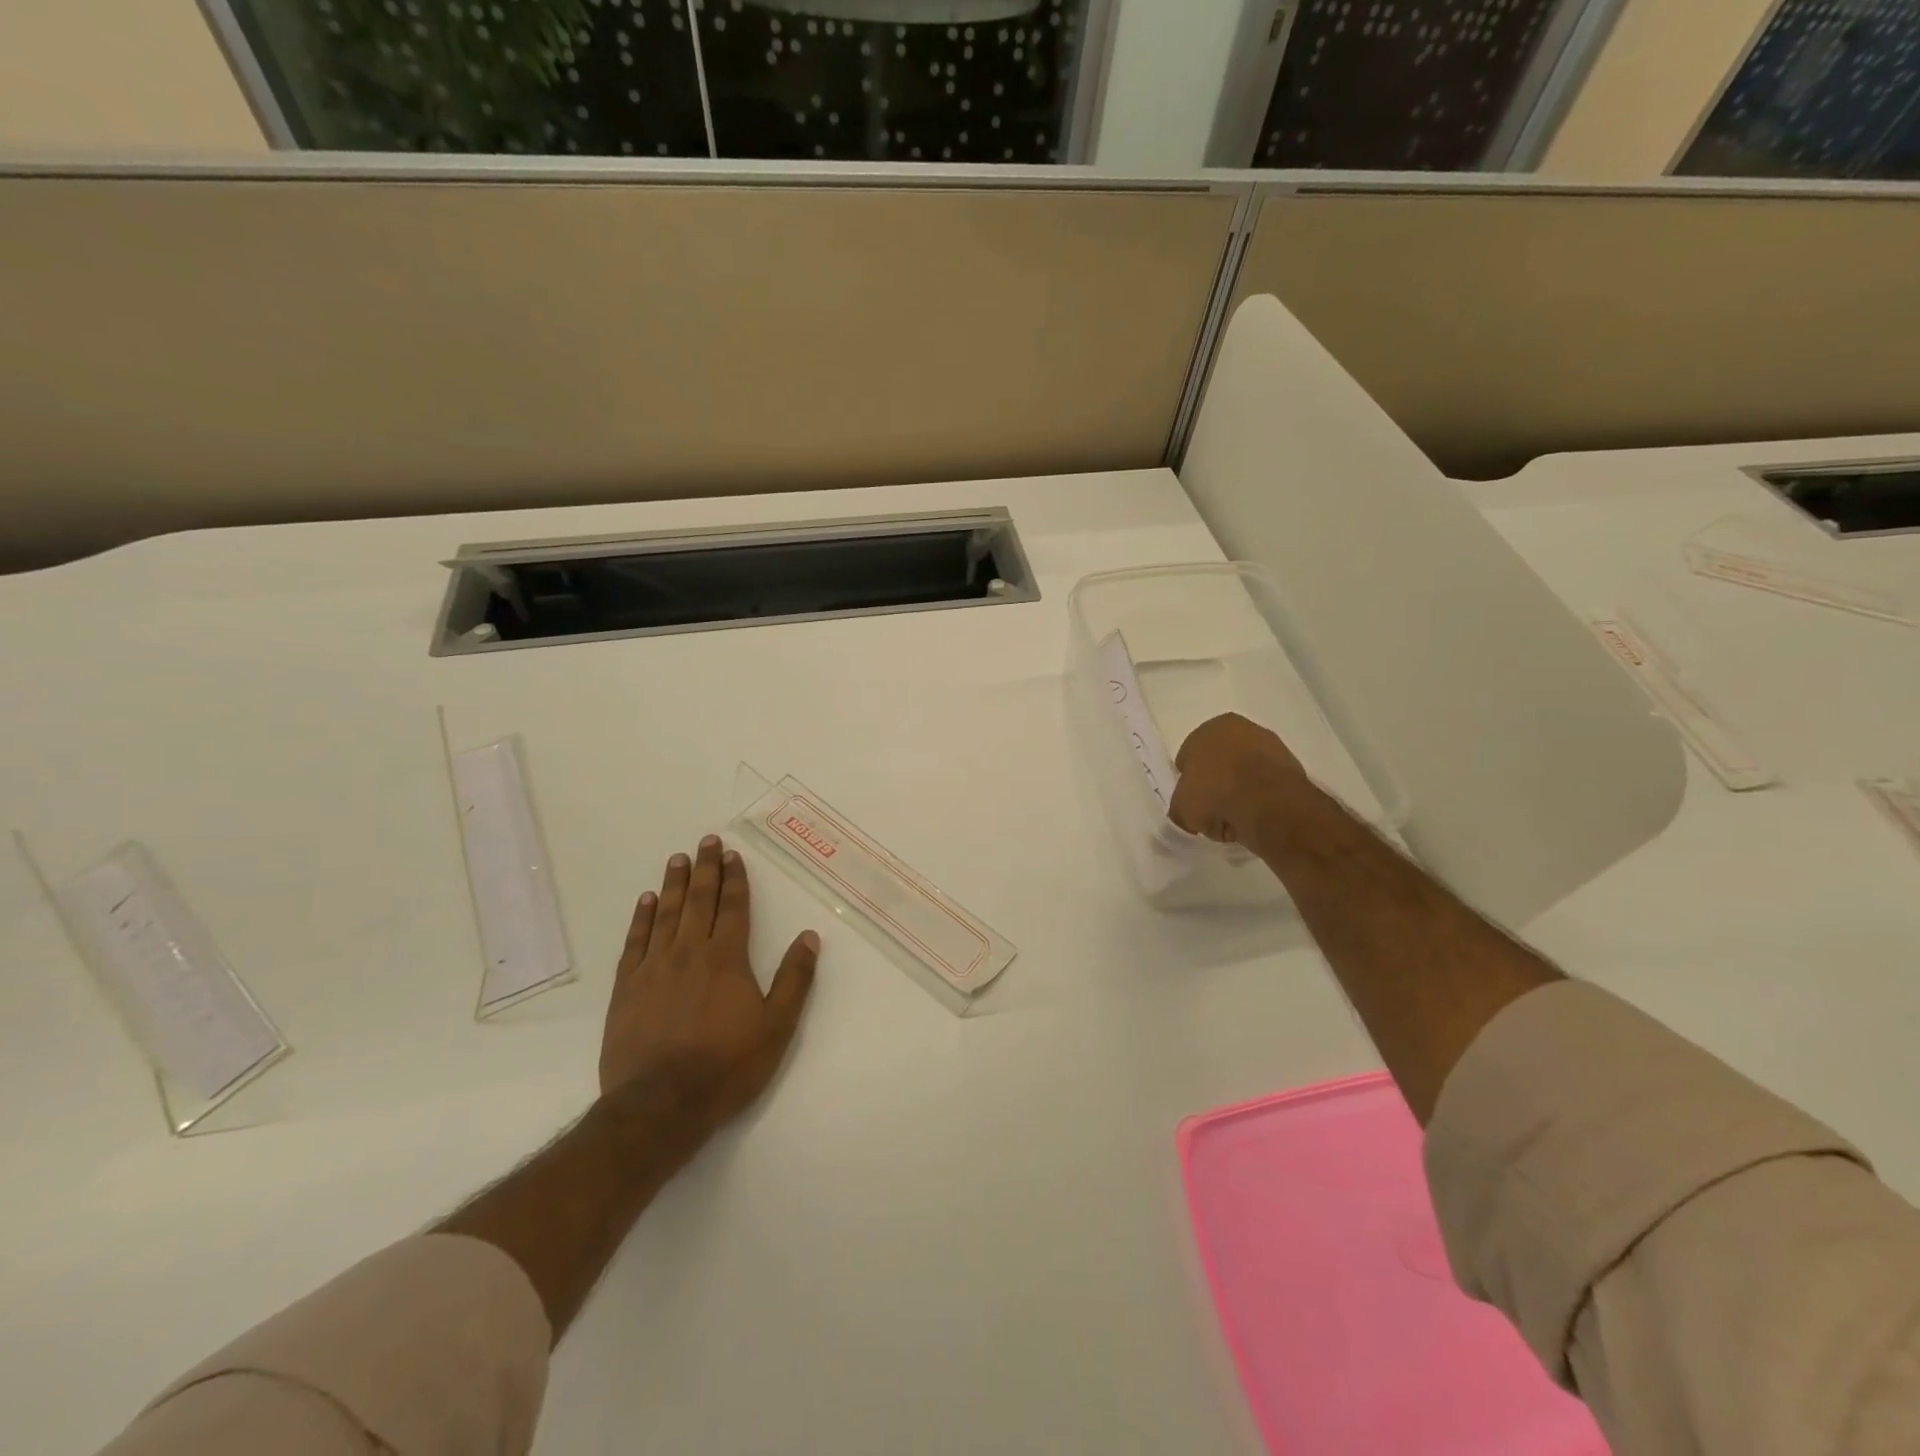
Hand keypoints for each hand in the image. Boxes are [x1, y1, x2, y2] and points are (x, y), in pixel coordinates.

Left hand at [599, 835, 819, 1138]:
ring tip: (678, 860)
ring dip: (674, 884)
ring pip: (666, 914)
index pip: (733, 907)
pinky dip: (642, 918)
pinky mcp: (626, 988)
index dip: (734, 879)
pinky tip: (646, 901)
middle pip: (699, 901)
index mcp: (727, 959)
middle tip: (706, 842)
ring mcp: (654, 968)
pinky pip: (635, 941)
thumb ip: (794, 979)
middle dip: (705, 869)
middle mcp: (689, 952)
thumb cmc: (726, 1067)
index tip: (732, 855)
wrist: (659, 1106)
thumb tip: (809, 936)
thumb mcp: (776, 1027)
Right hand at [1169, 712, 1311, 845]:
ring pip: (1244, 775)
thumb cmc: (1214, 793)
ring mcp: (1270, 745)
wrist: (1267, 801)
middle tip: (1214, 814)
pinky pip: (1266, 786)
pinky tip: (1256, 817)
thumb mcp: (1181, 809)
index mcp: (1209, 728)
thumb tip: (1186, 819)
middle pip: (1219, 764)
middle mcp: (1240, 728)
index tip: (1193, 806)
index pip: (1189, 757)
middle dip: (1216, 788)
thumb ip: (1179, 811)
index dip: (1189, 784)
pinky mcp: (1291, 766)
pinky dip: (1260, 800)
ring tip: (1237, 821)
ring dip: (1239, 795)